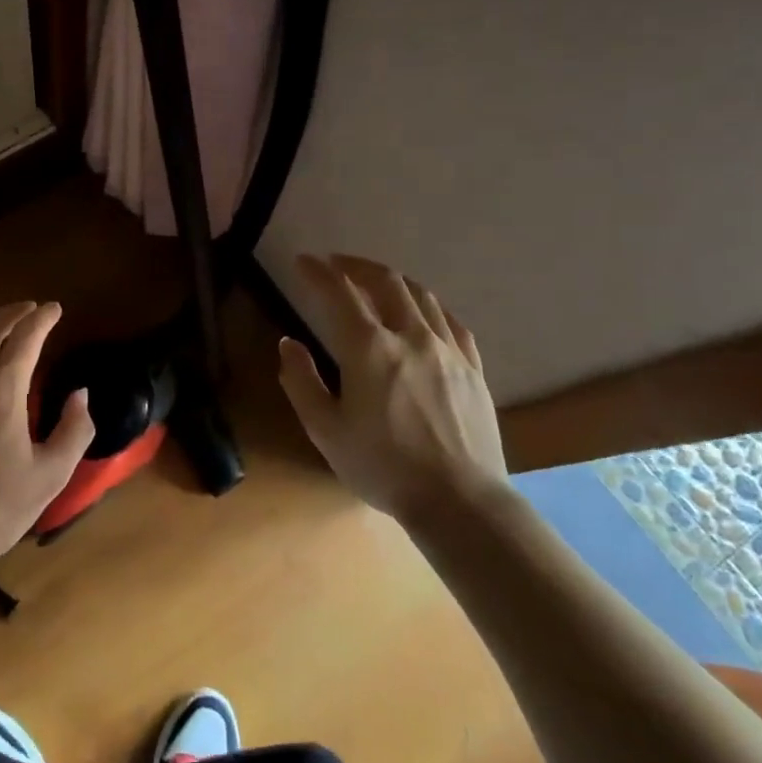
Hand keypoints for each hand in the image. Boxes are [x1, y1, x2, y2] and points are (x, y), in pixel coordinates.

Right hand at [277, 254, 507, 525]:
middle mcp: (410, 336)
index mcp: (369, 349)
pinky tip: (423, 313)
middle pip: (385, 282)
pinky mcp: (473, 368)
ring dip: (392, 280)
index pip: (339, 293)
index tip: (303, 261)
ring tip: (376, 281)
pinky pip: (451, 322)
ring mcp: (448, 350)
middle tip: (337, 263)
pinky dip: (428, 306)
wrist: (460, 501)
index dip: (317, 272)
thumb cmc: (383, 467)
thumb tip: (288, 343)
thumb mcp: (325, 430)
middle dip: (357, 265)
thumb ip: (300, 381)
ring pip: (420, 296)